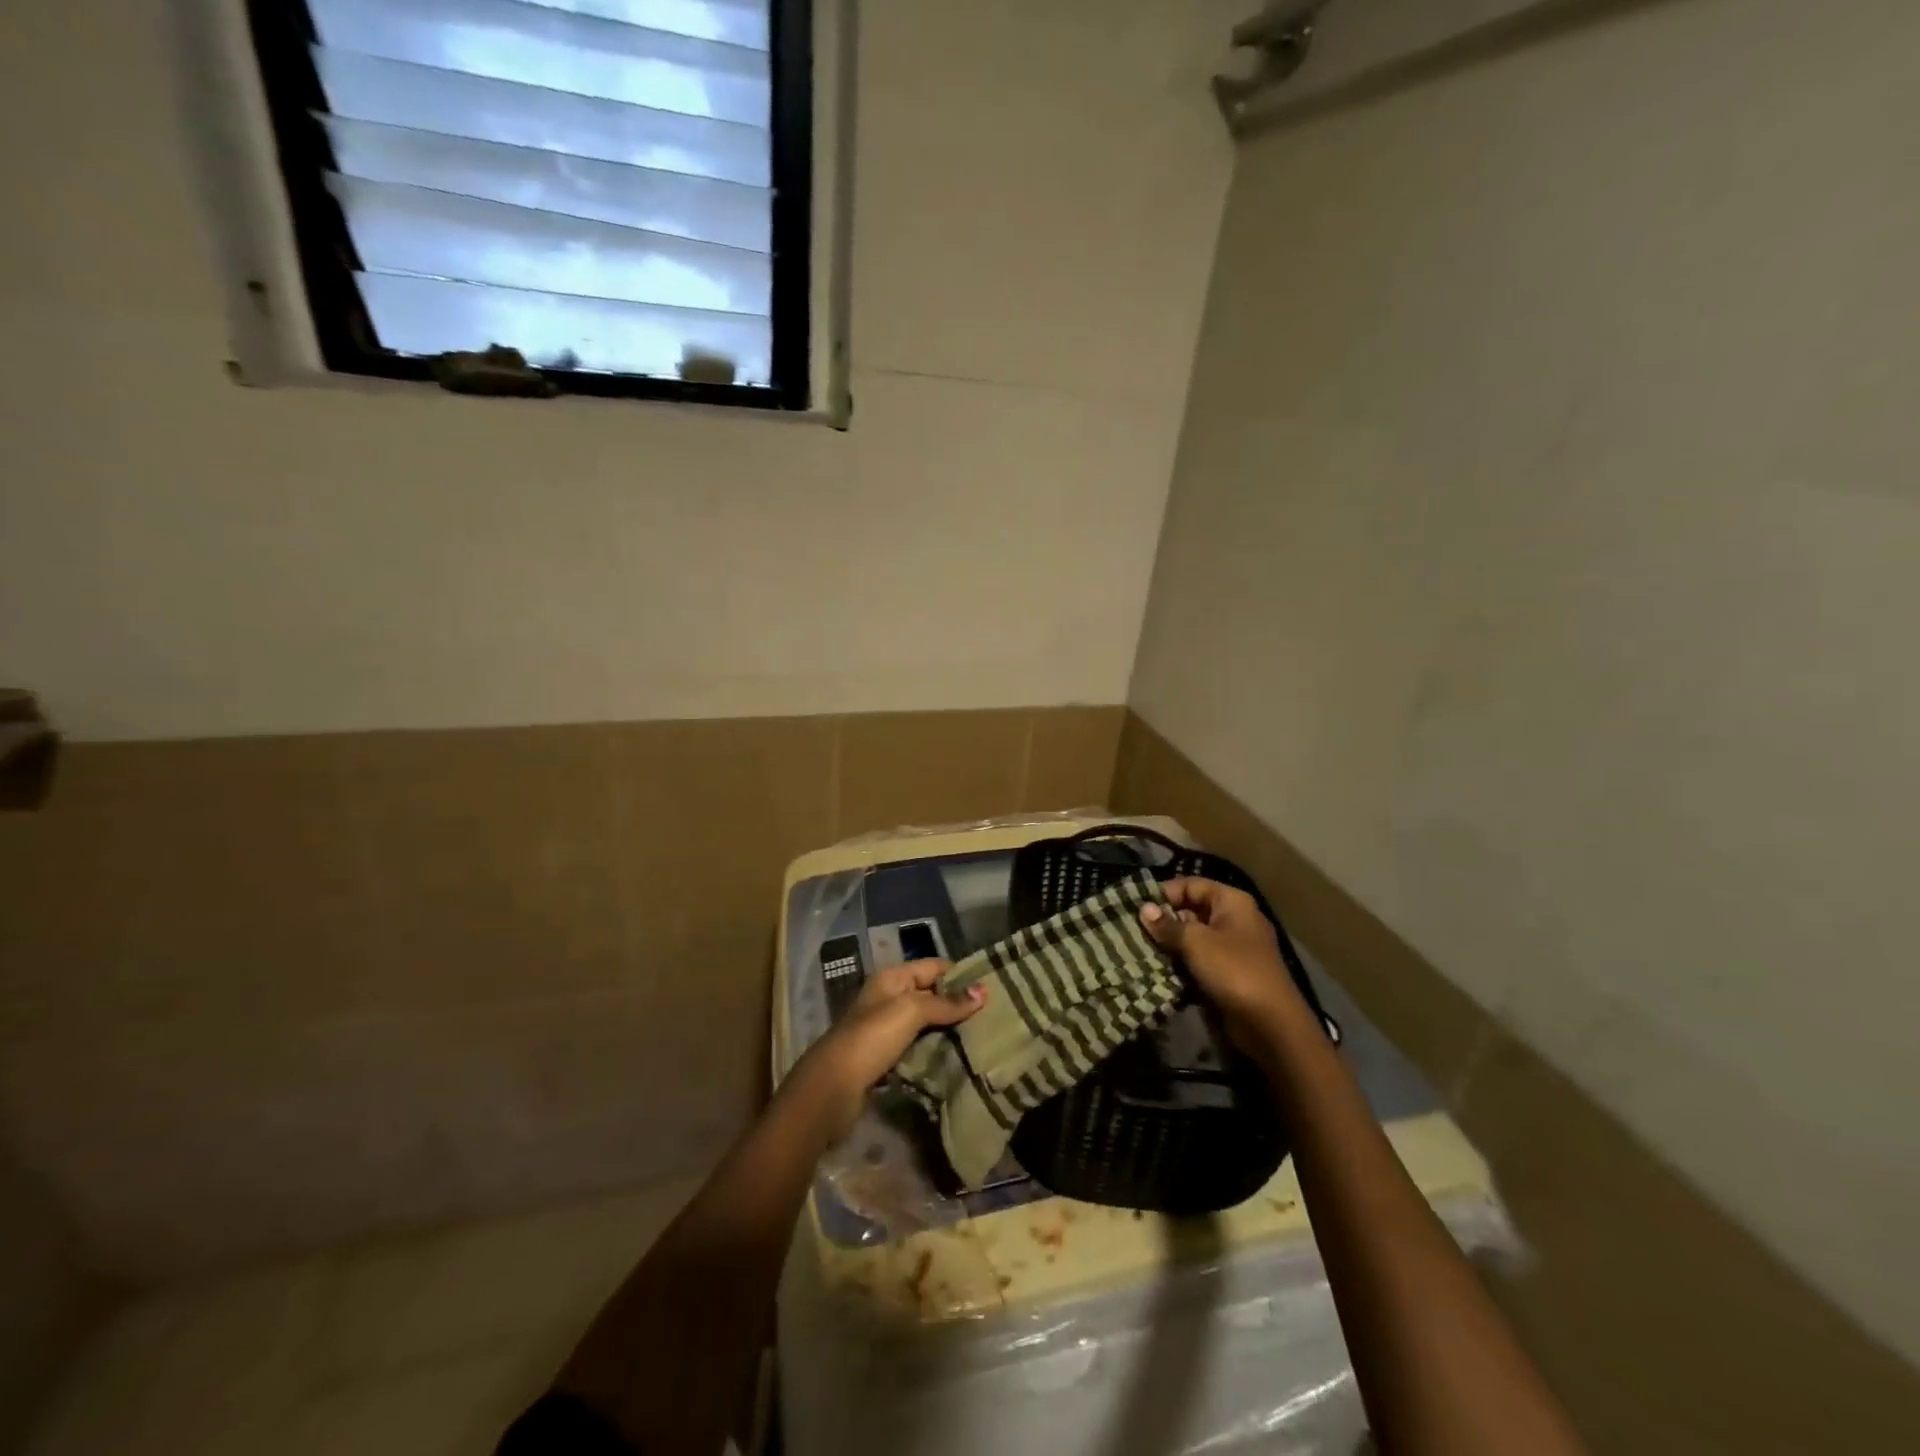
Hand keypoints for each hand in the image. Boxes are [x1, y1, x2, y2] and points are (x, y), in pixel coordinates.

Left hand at [793, 961, 985, 1138]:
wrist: (832, 1088)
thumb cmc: (872, 1038)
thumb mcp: (911, 1011)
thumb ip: (946, 1002)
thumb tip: (984, 991)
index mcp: (892, 978)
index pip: (934, 966)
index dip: (961, 974)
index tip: (994, 987)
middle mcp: (888, 997)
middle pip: (931, 994)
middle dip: (959, 1004)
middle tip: (993, 1016)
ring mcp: (886, 1028)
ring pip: (926, 1022)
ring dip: (950, 1029)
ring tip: (983, 1037)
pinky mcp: (886, 1056)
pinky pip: (919, 1045)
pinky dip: (936, 1049)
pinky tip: (958, 1057)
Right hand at [1140, 878, 1307, 1049]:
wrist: (1270, 1024)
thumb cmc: (1233, 970)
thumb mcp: (1196, 942)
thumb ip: (1167, 925)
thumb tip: (1144, 909)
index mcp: (1231, 902)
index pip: (1191, 885)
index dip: (1164, 894)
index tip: (1137, 909)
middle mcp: (1234, 919)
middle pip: (1192, 910)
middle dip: (1164, 921)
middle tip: (1134, 932)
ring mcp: (1234, 947)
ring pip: (1194, 938)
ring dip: (1170, 945)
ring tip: (1140, 951)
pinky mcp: (1230, 973)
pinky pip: (1200, 960)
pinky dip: (1182, 963)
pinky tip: (1158, 970)